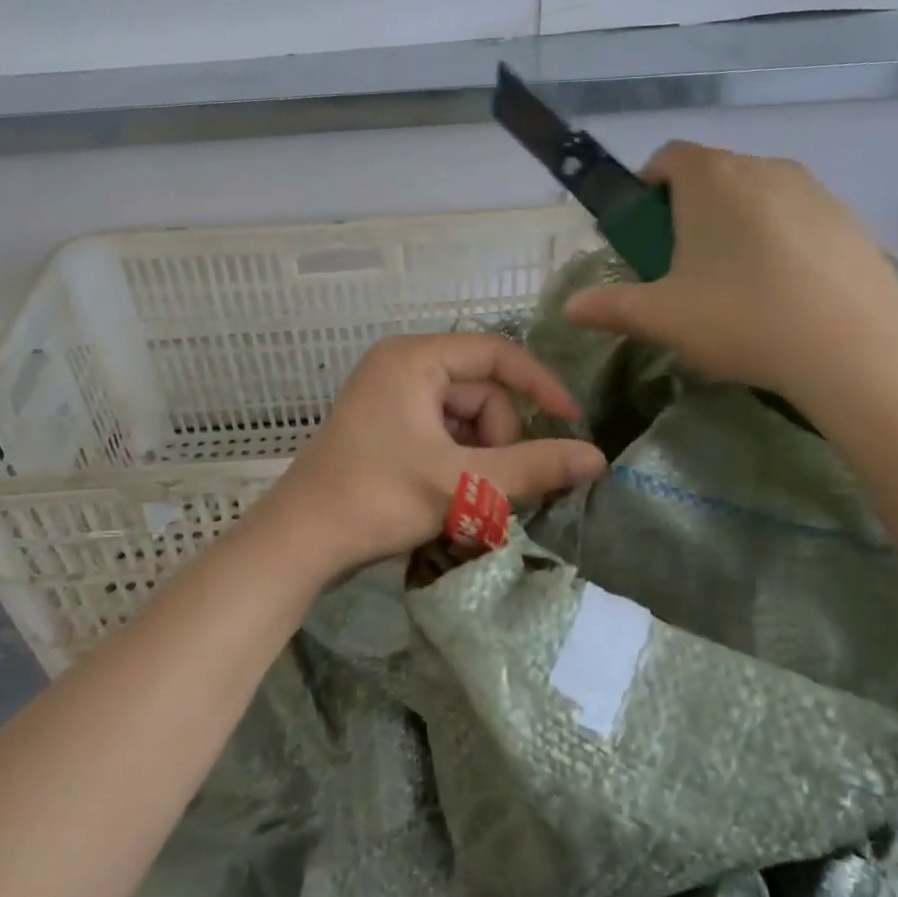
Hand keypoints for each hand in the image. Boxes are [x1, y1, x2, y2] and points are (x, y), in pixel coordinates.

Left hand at [254, 333, 606, 574]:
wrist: (300, 542)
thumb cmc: (379, 498)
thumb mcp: (463, 483)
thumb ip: (534, 468)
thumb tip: (597, 459)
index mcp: (414, 359)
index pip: (497, 354)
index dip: (540, 386)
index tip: (572, 423)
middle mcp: (401, 367)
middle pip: (481, 393)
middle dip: (497, 441)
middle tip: (491, 488)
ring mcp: (389, 398)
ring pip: (464, 420)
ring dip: (479, 459)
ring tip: (468, 501)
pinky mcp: (384, 428)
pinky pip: (440, 435)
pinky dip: (457, 465)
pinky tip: (450, 500)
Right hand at [562, 143, 897, 402]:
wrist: (853, 346)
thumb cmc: (741, 318)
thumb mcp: (662, 319)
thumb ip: (610, 307)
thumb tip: (570, 308)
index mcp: (711, 179)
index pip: (667, 157)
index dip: (646, 189)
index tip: (644, 235)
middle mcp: (762, 167)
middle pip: (711, 176)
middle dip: (688, 213)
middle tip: (682, 270)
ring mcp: (812, 189)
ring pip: (756, 197)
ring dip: (734, 227)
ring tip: (734, 287)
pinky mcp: (848, 218)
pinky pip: (795, 218)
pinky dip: (778, 242)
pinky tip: (781, 294)